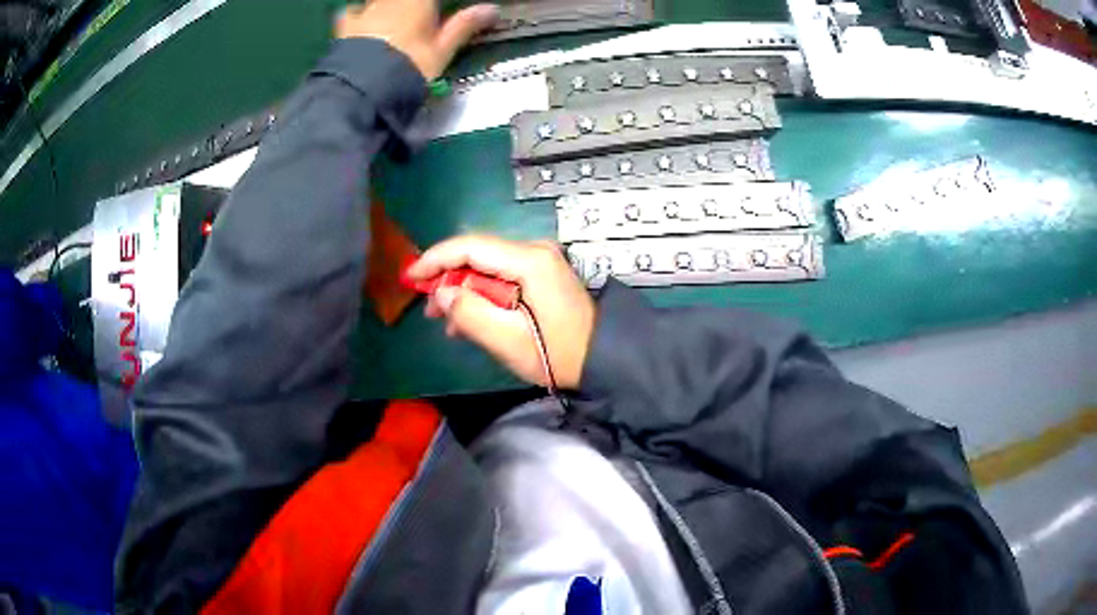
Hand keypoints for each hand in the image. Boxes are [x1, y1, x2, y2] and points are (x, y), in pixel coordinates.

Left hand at [336, 0, 498, 80]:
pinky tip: (358, 21)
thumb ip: (464, 26)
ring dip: (386, 7)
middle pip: (405, 1)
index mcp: (418, 0)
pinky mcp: (345, 27)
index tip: (440, 14)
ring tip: (390, 17)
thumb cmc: (410, 65)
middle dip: (414, 7)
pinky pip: (351, 12)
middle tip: (420, 17)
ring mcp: (366, 10)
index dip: (436, 7)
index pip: (430, 1)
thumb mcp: (442, 50)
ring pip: (378, 2)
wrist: (363, 87)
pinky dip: (356, 14)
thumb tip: (492, 9)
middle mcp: (390, 0)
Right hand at [406, 235, 595, 389]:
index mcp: (529, 261)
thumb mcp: (508, 340)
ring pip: (487, 265)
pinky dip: (482, 293)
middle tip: (428, 307)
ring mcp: (540, 260)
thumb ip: (470, 313)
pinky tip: (469, 318)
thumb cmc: (558, 354)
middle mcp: (534, 250)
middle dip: (447, 277)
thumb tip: (442, 293)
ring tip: (445, 320)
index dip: (435, 259)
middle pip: (477, 254)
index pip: (470, 246)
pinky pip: (501, 275)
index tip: (410, 277)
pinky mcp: (542, 272)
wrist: (603, 358)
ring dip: (463, 288)